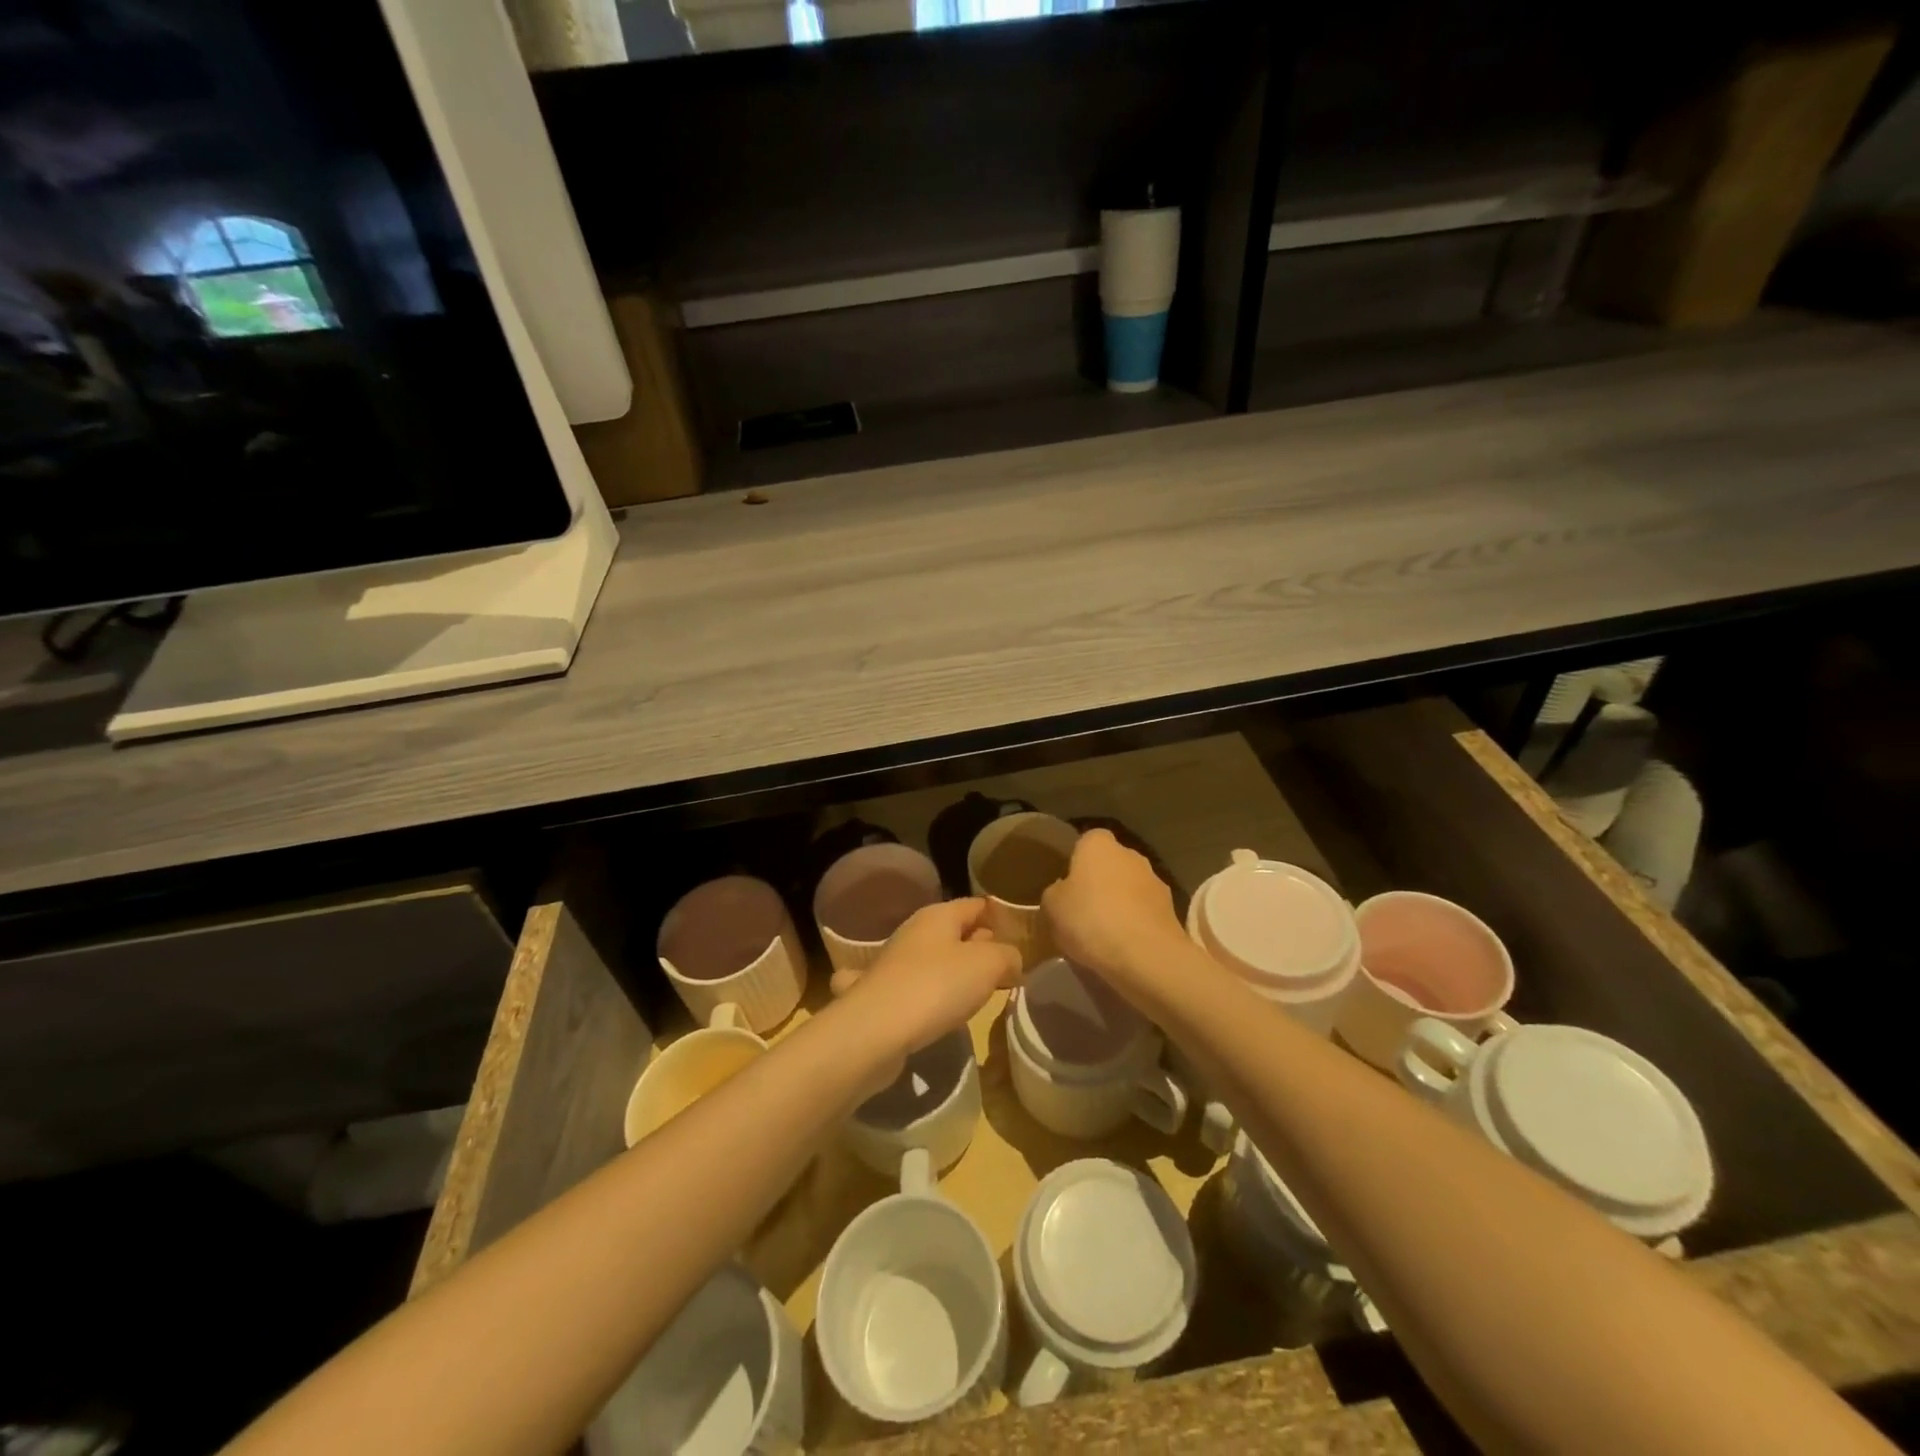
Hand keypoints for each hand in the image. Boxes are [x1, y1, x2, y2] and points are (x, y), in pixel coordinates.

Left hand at [826, 898, 1020, 1089]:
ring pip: (934, 960)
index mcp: (938, 915)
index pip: (975, 905)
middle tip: (1004, 970)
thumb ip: (1008, 956)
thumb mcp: (989, 965)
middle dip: (979, 947)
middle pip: (955, 932)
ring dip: (954, 973)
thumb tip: (1010, 961)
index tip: (1018, 937)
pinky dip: (929, 995)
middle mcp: (914, 933)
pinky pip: (915, 989)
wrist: (875, 1031)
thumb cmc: (936, 986)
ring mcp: (894, 965)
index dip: (998, 916)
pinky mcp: (883, 996)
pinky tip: (936, 1011)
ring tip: (977, 993)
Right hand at [1042, 828, 1186, 995]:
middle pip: (1111, 864)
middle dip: (1100, 882)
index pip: (1086, 841)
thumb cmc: (1089, 920)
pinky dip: (1137, 924)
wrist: (1145, 956)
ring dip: (1121, 903)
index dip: (1076, 862)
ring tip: (1104, 934)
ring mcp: (1155, 881)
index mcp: (1098, 845)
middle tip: (1083, 911)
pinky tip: (1125, 947)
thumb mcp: (1051, 907)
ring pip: (1131, 888)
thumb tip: (1064, 892)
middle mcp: (1131, 854)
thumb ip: (1056, 892)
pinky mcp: (1171, 910)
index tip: (1067, 886)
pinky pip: (1145, 912)